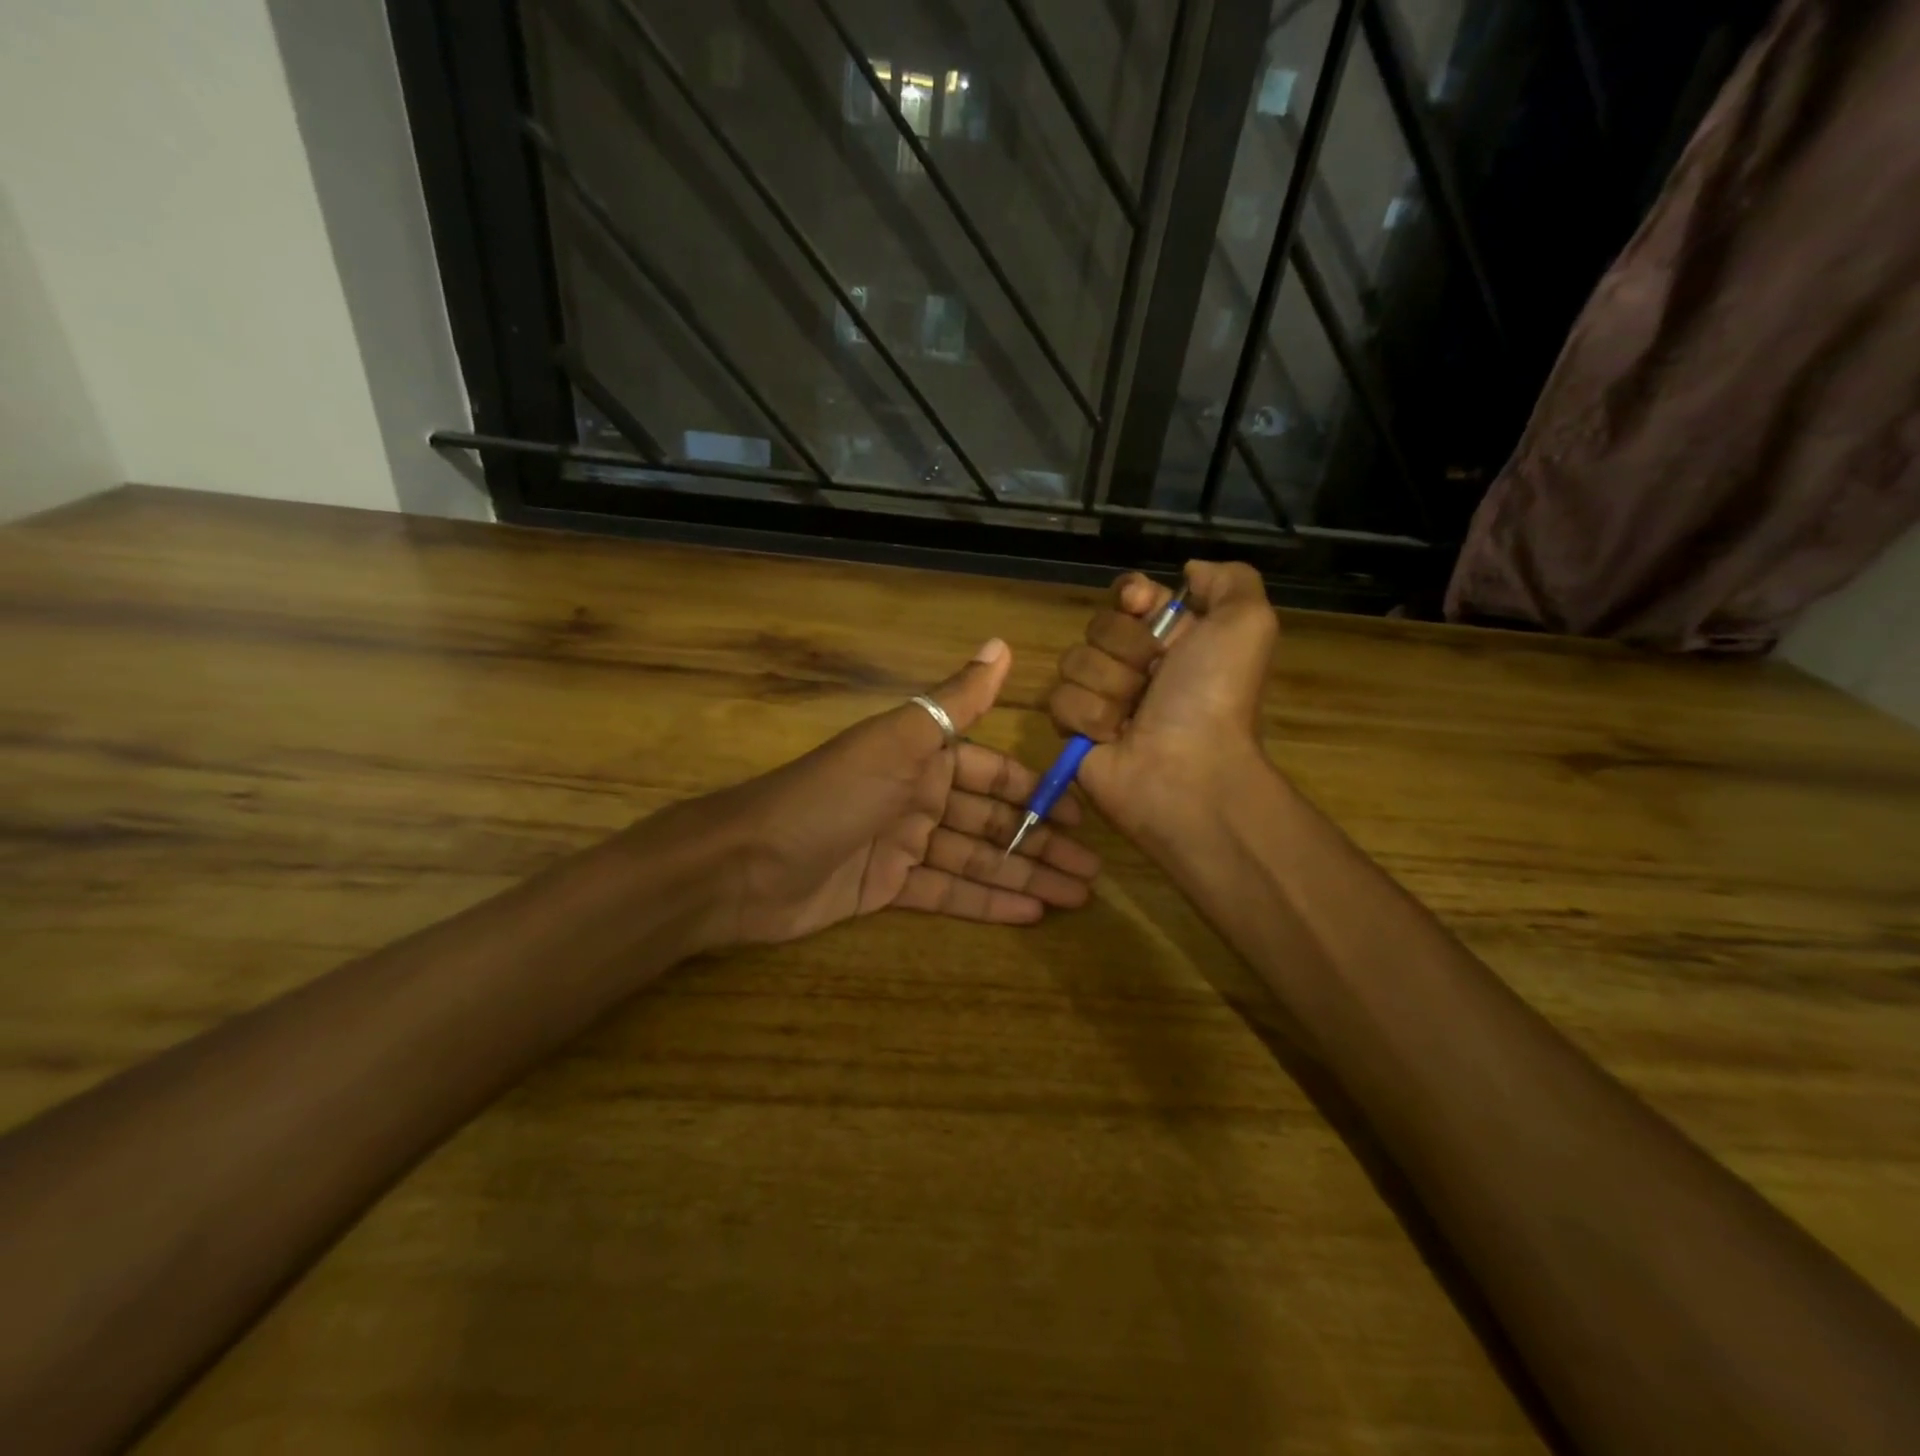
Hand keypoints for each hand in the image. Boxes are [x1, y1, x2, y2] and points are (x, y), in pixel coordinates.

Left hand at [681, 638, 1099, 945]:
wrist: (746, 864)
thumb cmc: (830, 795)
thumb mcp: (897, 741)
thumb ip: (955, 701)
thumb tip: (1002, 644)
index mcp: (921, 758)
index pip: (993, 772)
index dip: (1037, 792)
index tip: (1082, 815)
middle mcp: (916, 797)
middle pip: (991, 822)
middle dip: (1041, 843)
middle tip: (1094, 871)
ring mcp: (902, 846)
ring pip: (976, 861)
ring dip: (1025, 876)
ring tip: (1078, 897)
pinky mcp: (886, 890)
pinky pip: (947, 893)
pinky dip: (987, 902)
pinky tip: (1031, 913)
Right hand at [1047, 561, 1278, 842]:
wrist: (1187, 771)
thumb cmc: (1215, 696)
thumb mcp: (1247, 624)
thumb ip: (1229, 581)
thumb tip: (1188, 572)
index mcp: (1173, 638)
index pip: (1129, 594)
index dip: (1131, 596)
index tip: (1141, 607)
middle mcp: (1136, 665)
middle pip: (1098, 626)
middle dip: (1126, 648)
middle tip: (1154, 679)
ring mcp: (1102, 698)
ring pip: (1074, 662)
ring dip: (1109, 687)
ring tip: (1134, 716)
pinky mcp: (1075, 730)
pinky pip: (1059, 701)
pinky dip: (1089, 718)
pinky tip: (1113, 737)